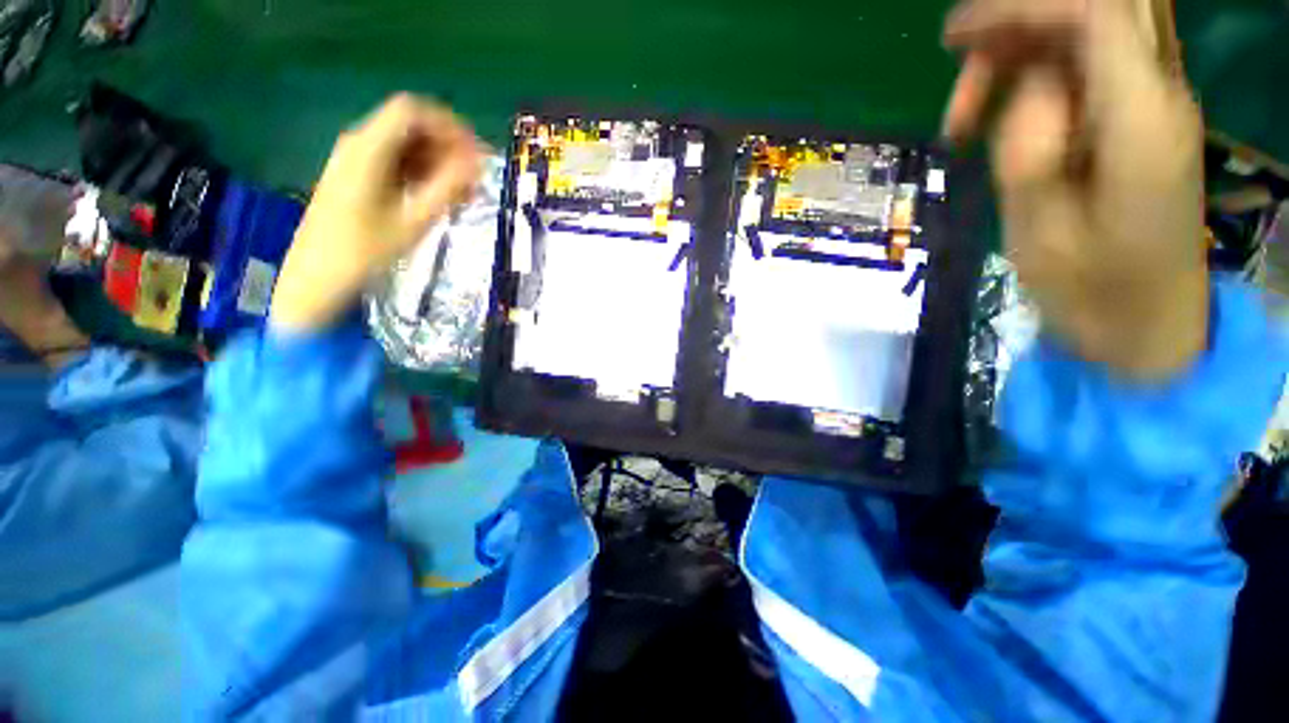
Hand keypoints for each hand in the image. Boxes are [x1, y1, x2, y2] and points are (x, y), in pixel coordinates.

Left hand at [271, 94, 482, 331]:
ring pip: (406, 145)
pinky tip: (439, 198)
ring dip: (438, 163)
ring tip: (464, 195)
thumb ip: (447, 188)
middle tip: (475, 181)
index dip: (449, 127)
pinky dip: (422, 174)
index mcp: (368, 148)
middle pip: (411, 126)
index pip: (413, 111)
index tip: (476, 155)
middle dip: (448, 147)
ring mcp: (356, 160)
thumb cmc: (365, 251)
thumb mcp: (413, 221)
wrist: (317, 277)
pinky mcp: (357, 177)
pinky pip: (396, 162)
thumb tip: (476, 164)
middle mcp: (359, 144)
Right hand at [943, 0, 1207, 380]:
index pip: (1094, 11)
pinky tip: (999, 120)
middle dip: (1024, 17)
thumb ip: (1032, 153)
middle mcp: (1159, 95)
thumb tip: (1029, 91)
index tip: (957, 39)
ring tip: (968, 114)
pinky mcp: (1137, 120)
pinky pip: (1087, 66)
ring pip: (1091, 29)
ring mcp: (1152, 105)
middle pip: (1102, 5)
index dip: (1022, 8)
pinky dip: (1037, 76)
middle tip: (961, 56)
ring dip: (1024, 50)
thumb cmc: (1093, 295)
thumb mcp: (1043, 234)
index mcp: (1142, 123)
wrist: (1148, 325)